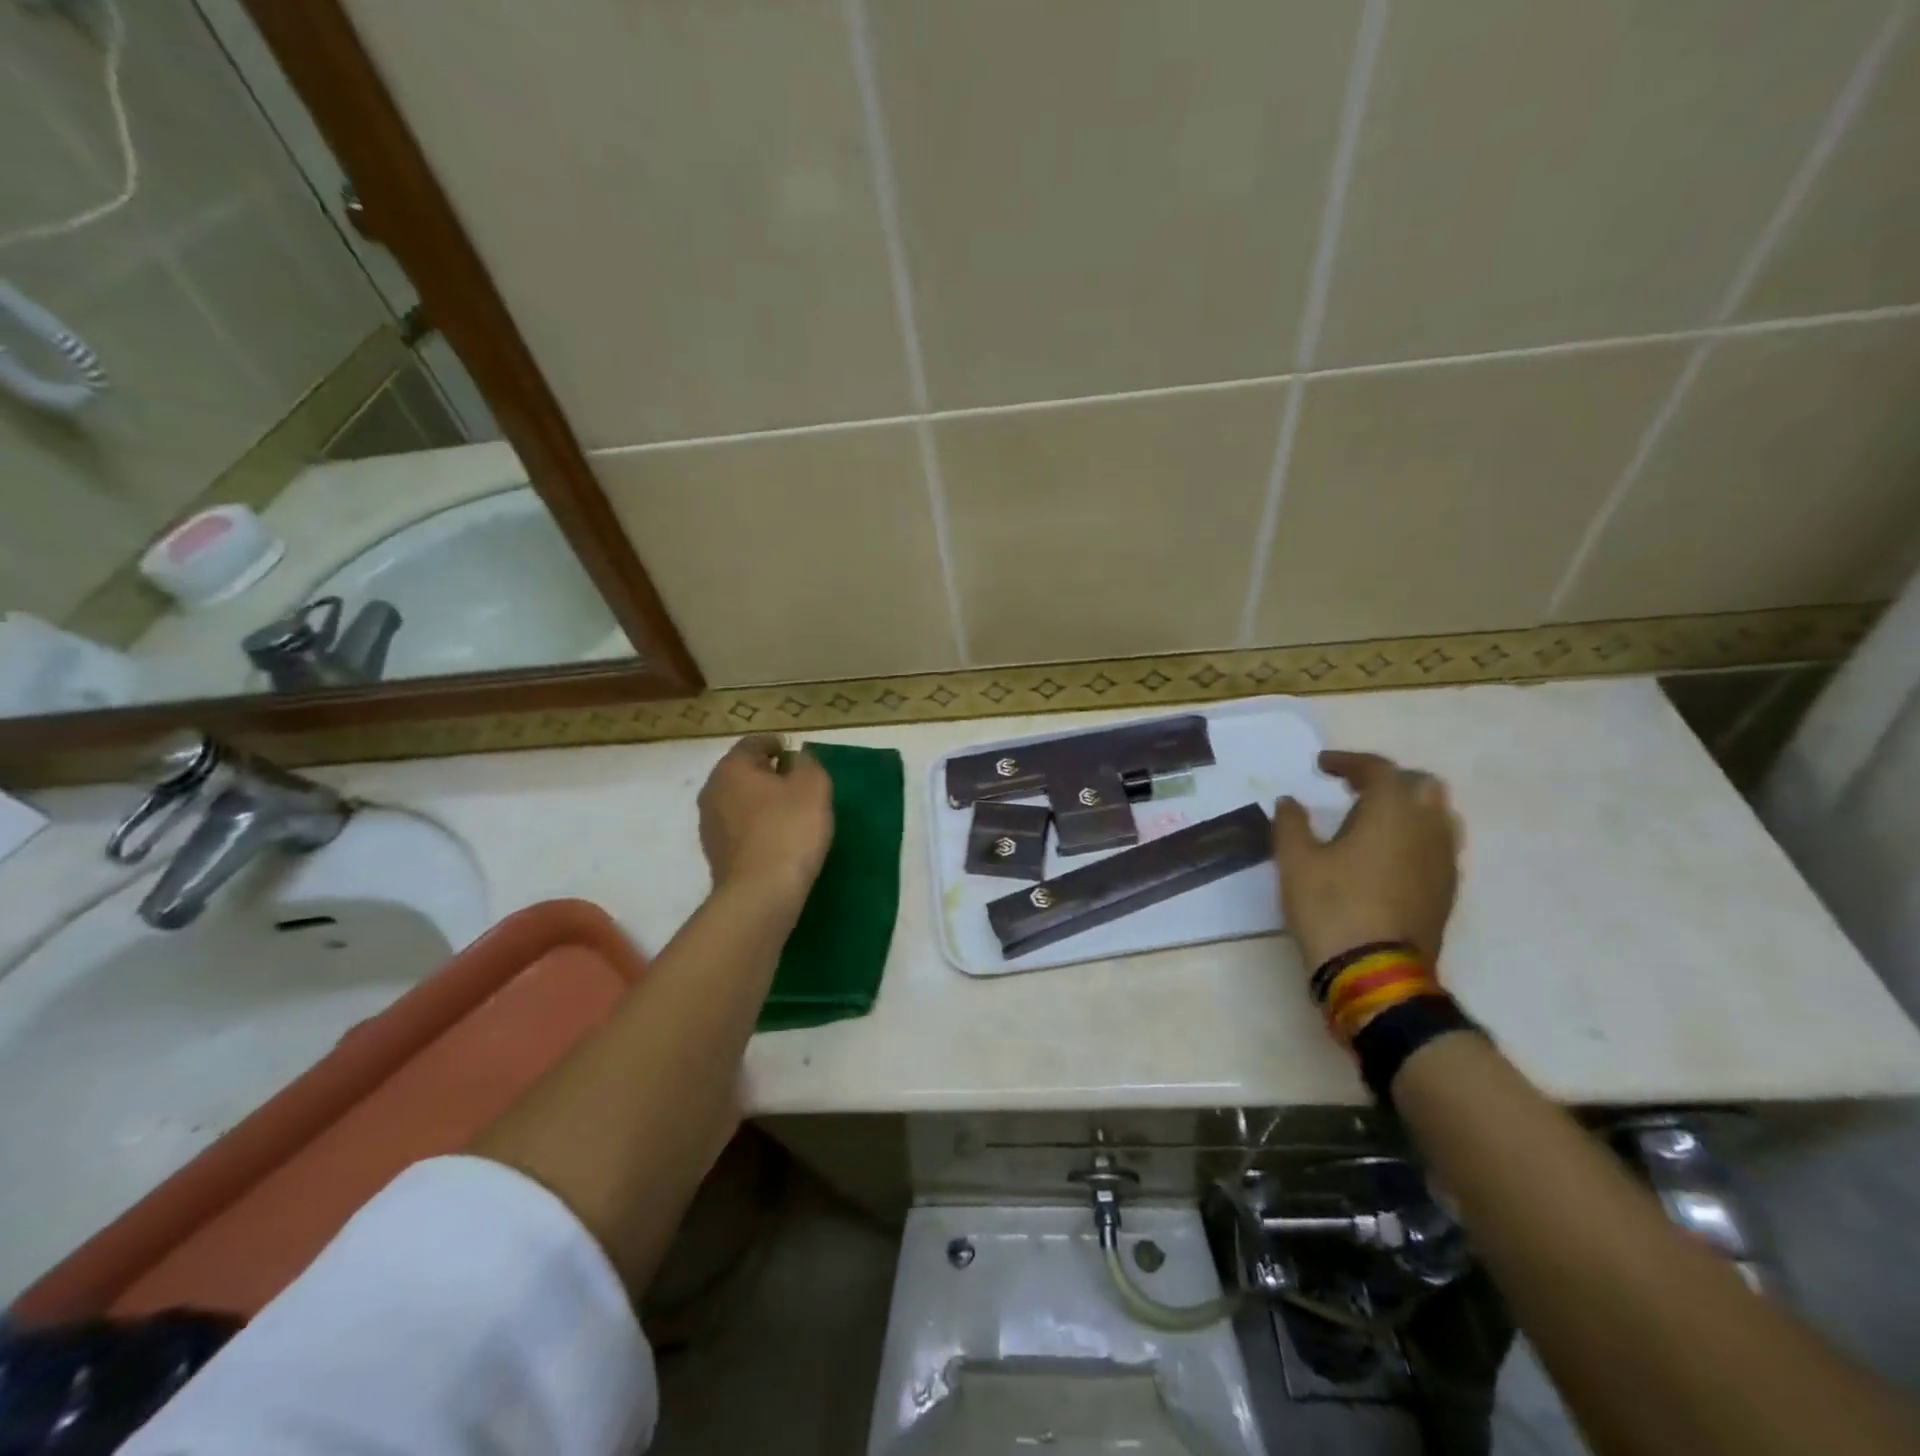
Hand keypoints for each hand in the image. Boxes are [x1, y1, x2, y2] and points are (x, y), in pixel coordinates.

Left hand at [698, 735, 833, 907]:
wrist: (760, 893)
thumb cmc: (789, 829)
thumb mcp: (813, 786)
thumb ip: (807, 764)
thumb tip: (796, 760)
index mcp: (732, 767)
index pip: (754, 743)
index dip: (776, 745)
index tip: (794, 754)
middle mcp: (712, 790)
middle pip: (742, 772)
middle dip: (767, 774)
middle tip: (796, 783)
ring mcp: (709, 825)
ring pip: (739, 801)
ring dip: (760, 802)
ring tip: (789, 813)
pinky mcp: (715, 854)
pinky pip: (739, 829)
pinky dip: (756, 827)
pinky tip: (777, 839)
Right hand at [1273, 750, 1460, 971]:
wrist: (1375, 972)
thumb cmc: (1331, 906)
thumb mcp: (1295, 861)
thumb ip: (1291, 823)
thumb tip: (1289, 802)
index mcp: (1391, 811)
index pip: (1378, 769)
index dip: (1348, 762)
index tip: (1321, 766)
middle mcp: (1427, 827)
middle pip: (1420, 785)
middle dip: (1387, 780)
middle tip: (1353, 788)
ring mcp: (1444, 861)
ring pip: (1438, 815)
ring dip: (1408, 807)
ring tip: (1374, 819)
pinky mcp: (1446, 890)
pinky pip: (1438, 845)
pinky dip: (1415, 836)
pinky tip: (1388, 854)